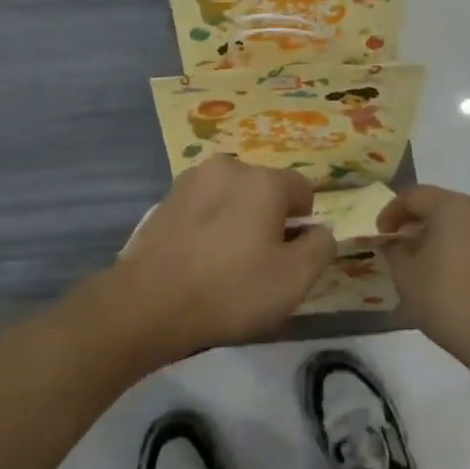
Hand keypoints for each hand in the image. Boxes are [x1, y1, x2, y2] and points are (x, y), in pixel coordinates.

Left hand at [99, 157, 335, 367]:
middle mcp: (228, 167)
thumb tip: (319, 230)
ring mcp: (191, 180)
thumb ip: (320, 247)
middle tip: (259, 263)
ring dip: (237, 220)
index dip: (304, 223)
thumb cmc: (230, 289)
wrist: (149, 301)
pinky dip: (208, 225)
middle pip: (264, 190)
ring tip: (225, 263)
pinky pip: (203, 207)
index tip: (290, 256)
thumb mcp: (294, 279)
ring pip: (231, 197)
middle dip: (269, 219)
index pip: (302, 189)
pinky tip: (198, 259)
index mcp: (263, 180)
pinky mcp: (165, 199)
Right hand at [379, 186, 469, 371]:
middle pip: (438, 205)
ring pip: (458, 221)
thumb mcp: (405, 274)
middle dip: (414, 223)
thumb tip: (395, 242)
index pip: (413, 196)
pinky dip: (457, 246)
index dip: (390, 213)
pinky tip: (446, 273)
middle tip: (397, 247)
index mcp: (452, 206)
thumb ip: (394, 249)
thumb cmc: (447, 298)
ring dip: (436, 235)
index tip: (380, 236)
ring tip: (420, 262)